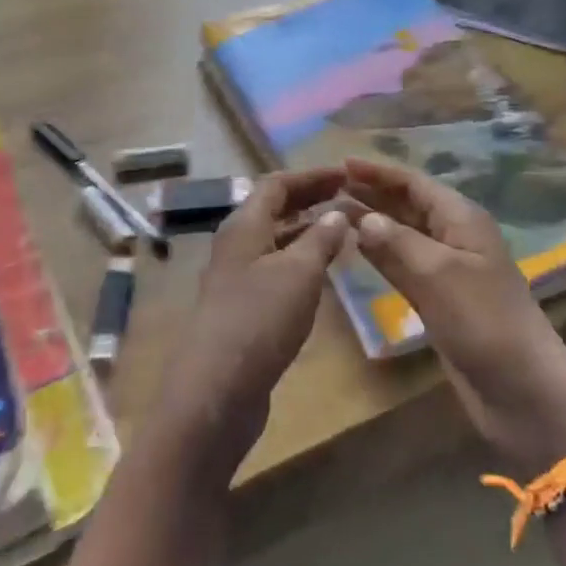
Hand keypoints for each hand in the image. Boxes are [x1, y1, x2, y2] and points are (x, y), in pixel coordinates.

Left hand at [152, 167, 350, 486]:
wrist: (217, 390)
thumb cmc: (259, 320)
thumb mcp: (299, 273)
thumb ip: (320, 239)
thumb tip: (338, 214)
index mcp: (244, 227)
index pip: (276, 184)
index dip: (311, 176)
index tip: (346, 174)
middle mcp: (236, 246)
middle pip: (273, 210)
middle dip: (310, 200)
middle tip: (349, 197)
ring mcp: (236, 280)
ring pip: (274, 242)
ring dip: (306, 232)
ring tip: (343, 232)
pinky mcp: (242, 311)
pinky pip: (275, 271)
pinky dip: (300, 263)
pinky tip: (323, 275)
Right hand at [344, 156, 565, 476]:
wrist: (520, 388)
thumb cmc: (484, 321)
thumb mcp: (438, 274)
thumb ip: (396, 243)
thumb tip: (362, 218)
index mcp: (461, 219)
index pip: (414, 184)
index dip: (379, 172)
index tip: (341, 164)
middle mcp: (454, 237)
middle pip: (408, 205)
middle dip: (372, 193)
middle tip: (329, 187)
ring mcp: (446, 270)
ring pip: (402, 236)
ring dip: (372, 223)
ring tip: (333, 213)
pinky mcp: (438, 300)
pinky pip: (403, 266)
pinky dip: (379, 255)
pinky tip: (355, 250)